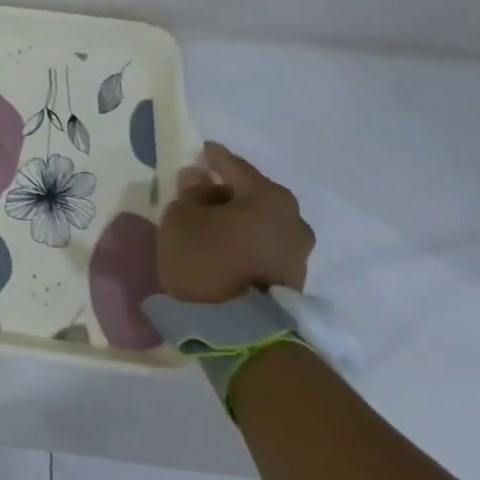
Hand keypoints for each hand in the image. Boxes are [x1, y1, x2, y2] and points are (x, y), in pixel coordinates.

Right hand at [159, 142, 314, 303]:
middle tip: (199, 189)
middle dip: (226, 189)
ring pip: (260, 220)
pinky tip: (223, 243)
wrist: (238, 330)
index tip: (201, 149)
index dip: (213, 157)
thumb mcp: (181, 218)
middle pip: (252, 193)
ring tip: (209, 220)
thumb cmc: (205, 261)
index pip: (234, 166)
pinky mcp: (293, 276)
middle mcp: (293, 219)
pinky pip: (264, 242)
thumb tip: (200, 179)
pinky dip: (244, 237)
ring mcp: (298, 250)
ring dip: (236, 216)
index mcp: (268, 197)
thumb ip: (190, 193)